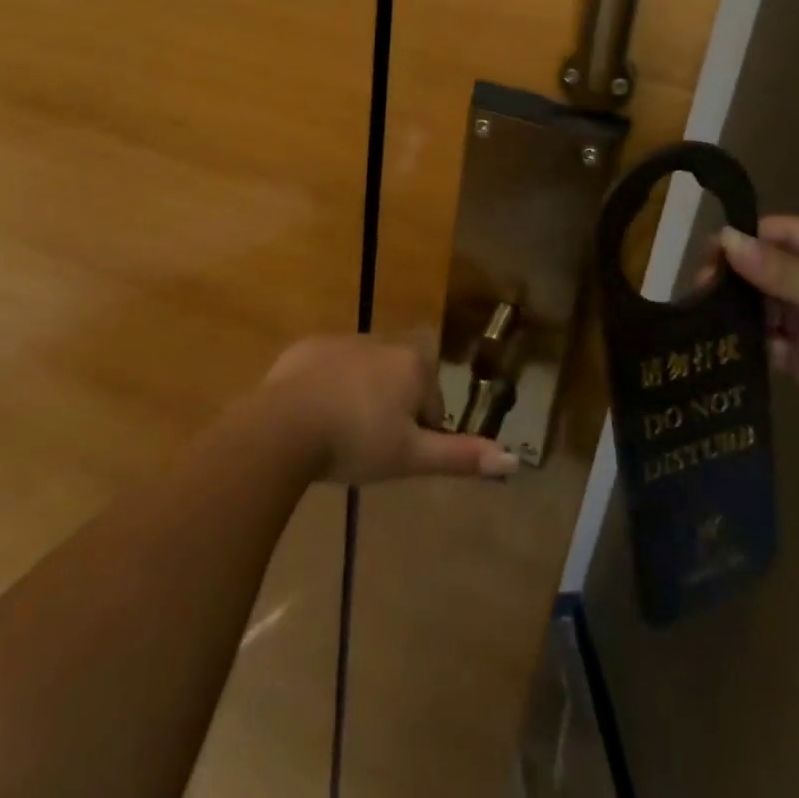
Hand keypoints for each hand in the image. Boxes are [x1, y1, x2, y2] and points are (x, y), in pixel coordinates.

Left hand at [261, 335, 520, 484]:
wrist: (285, 425)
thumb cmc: (357, 441)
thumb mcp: (412, 457)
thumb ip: (461, 455)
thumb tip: (513, 458)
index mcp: (411, 363)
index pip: (431, 399)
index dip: (419, 431)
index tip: (397, 455)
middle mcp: (381, 340)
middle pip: (398, 381)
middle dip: (390, 409)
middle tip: (369, 447)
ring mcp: (341, 340)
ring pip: (364, 372)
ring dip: (360, 397)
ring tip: (339, 434)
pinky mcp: (307, 346)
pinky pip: (328, 367)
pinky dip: (327, 387)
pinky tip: (313, 416)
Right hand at [714, 217, 798, 452]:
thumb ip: (778, 268)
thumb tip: (723, 237)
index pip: (777, 232)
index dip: (743, 238)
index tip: (709, 255)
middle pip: (762, 267)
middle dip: (733, 276)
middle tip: (702, 290)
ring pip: (759, 303)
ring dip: (737, 309)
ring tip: (709, 319)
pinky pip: (764, 339)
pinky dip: (750, 341)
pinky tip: (735, 347)